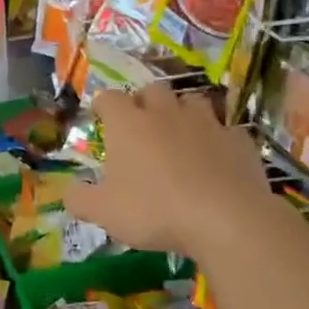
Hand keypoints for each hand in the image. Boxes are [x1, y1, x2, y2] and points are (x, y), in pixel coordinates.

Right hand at [64, 84, 276, 258]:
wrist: (226, 219)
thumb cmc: (154, 211)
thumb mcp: (103, 212)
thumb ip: (79, 199)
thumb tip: (69, 190)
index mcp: (128, 124)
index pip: (108, 97)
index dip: (103, 105)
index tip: (101, 117)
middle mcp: (166, 113)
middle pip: (153, 89)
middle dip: (145, 102)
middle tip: (141, 126)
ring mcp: (206, 123)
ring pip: (192, 101)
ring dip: (183, 113)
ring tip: (180, 136)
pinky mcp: (239, 140)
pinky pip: (226, 130)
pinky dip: (218, 139)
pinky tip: (216, 158)